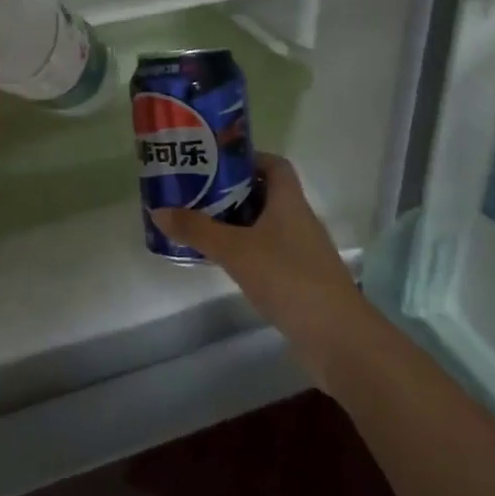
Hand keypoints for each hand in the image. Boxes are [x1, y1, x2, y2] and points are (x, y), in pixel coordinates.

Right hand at [152, 154, 361, 359]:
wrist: (337, 337)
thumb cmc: (288, 278)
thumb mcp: (235, 250)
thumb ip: (197, 230)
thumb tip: (158, 211)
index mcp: (289, 202)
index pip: (274, 165)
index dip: (248, 158)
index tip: (215, 162)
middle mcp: (298, 220)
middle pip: (265, 194)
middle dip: (231, 191)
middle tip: (196, 191)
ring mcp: (301, 251)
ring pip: (264, 225)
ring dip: (236, 222)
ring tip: (199, 223)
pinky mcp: (299, 278)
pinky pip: (267, 252)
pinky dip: (245, 250)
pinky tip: (222, 261)